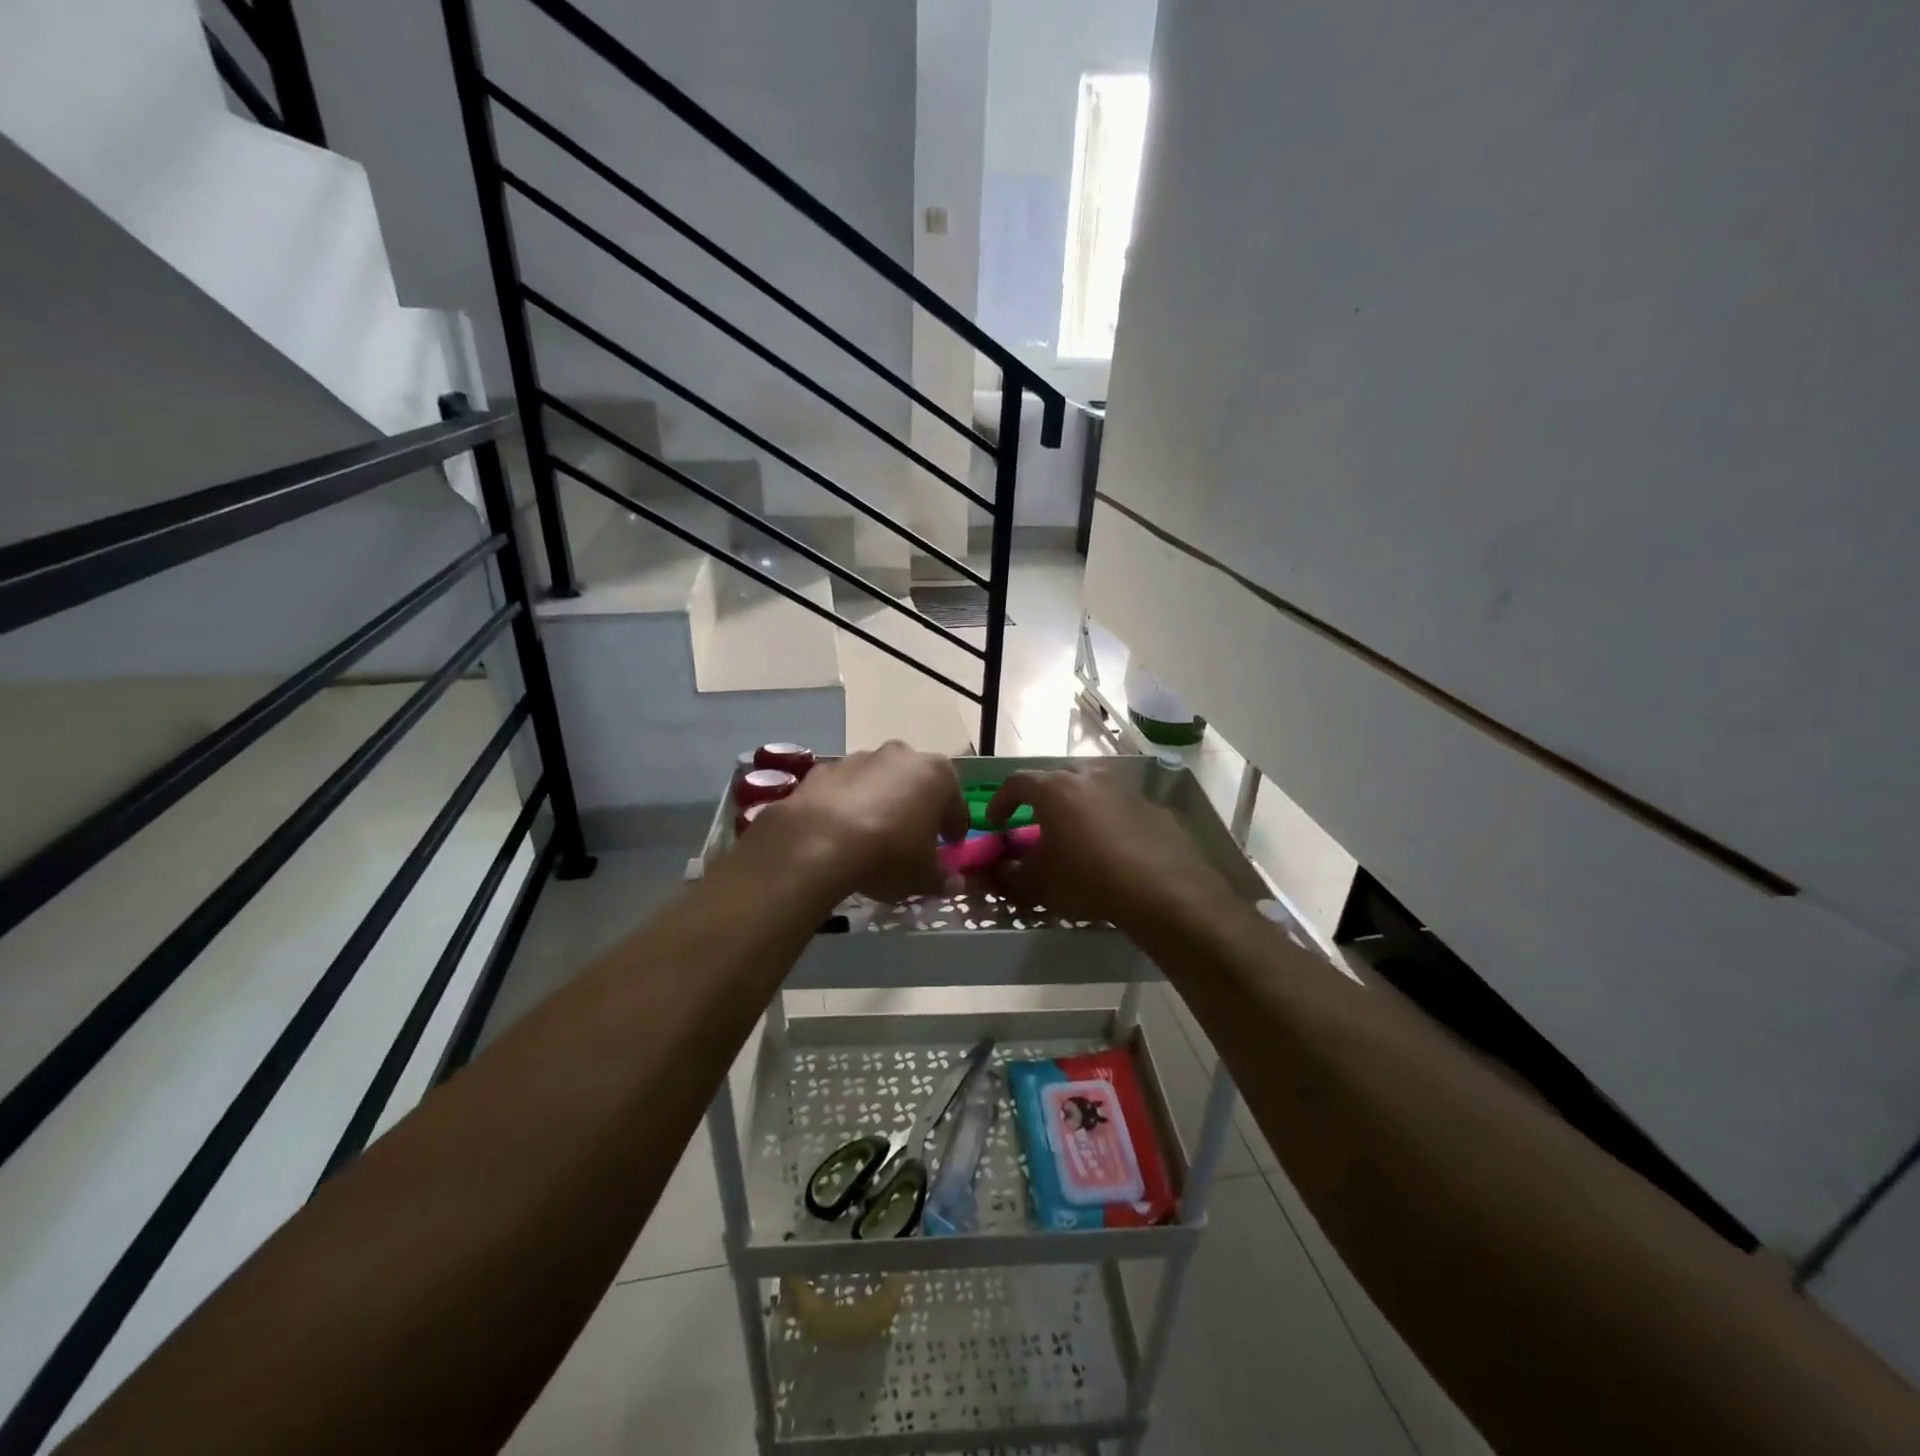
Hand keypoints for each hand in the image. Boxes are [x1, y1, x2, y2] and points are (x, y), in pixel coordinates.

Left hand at [760, 742, 968, 903]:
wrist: (818, 843)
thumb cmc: (889, 854)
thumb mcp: (924, 876)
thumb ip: (943, 877)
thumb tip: (955, 882)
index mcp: (936, 774)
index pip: (956, 803)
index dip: (954, 827)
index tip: (951, 845)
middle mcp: (901, 756)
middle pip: (917, 784)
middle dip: (917, 807)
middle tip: (912, 838)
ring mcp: (859, 759)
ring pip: (879, 782)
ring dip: (881, 802)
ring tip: (872, 837)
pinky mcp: (824, 770)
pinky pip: (844, 789)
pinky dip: (846, 805)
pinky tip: (840, 832)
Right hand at [984, 764, 1230, 929]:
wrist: (1160, 889)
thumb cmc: (1086, 879)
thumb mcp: (1037, 884)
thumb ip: (1009, 873)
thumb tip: (997, 868)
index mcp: (1055, 788)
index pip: (1016, 783)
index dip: (1001, 802)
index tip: (996, 824)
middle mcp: (1089, 778)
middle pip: (1057, 779)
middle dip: (1042, 800)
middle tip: (1037, 824)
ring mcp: (1125, 789)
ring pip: (1093, 790)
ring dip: (1079, 807)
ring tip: (1077, 835)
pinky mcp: (1153, 808)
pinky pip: (1121, 808)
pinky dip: (1109, 821)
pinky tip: (1113, 849)